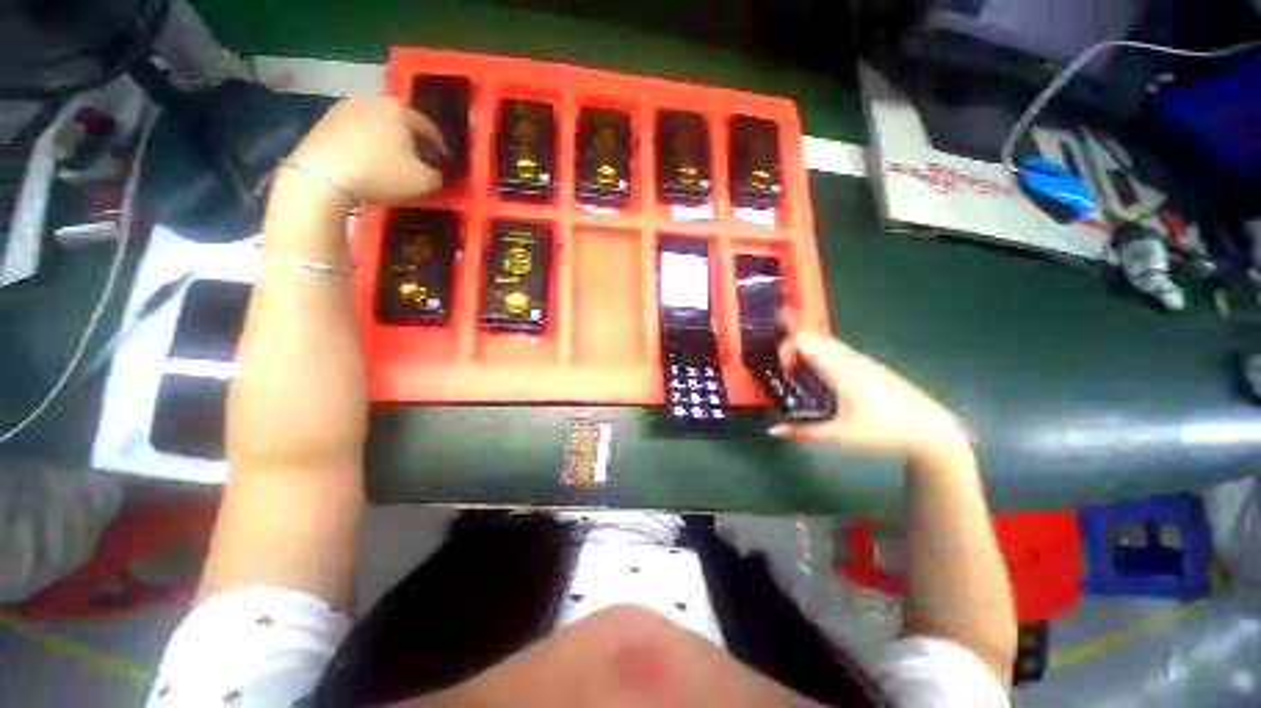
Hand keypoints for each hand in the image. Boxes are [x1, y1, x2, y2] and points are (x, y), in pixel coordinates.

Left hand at [286, 97, 445, 202]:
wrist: (324, 175)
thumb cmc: (381, 173)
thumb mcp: (423, 182)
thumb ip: (437, 176)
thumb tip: (435, 172)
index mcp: (401, 111)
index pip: (429, 127)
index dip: (440, 146)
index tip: (443, 162)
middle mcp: (375, 100)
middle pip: (401, 121)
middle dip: (411, 139)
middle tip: (417, 159)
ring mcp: (347, 106)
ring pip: (378, 123)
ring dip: (387, 139)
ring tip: (391, 160)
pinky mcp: (327, 118)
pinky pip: (357, 129)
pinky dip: (366, 142)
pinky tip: (367, 159)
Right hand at [769, 330, 971, 467]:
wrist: (933, 432)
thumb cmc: (884, 432)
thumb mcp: (840, 436)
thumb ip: (804, 432)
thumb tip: (773, 430)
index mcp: (840, 370)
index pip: (806, 342)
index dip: (787, 348)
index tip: (783, 369)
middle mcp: (851, 359)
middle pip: (815, 338)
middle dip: (794, 345)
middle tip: (785, 367)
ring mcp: (863, 361)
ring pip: (828, 343)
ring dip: (808, 350)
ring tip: (799, 371)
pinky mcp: (871, 367)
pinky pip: (839, 351)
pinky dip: (823, 355)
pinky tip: (823, 377)